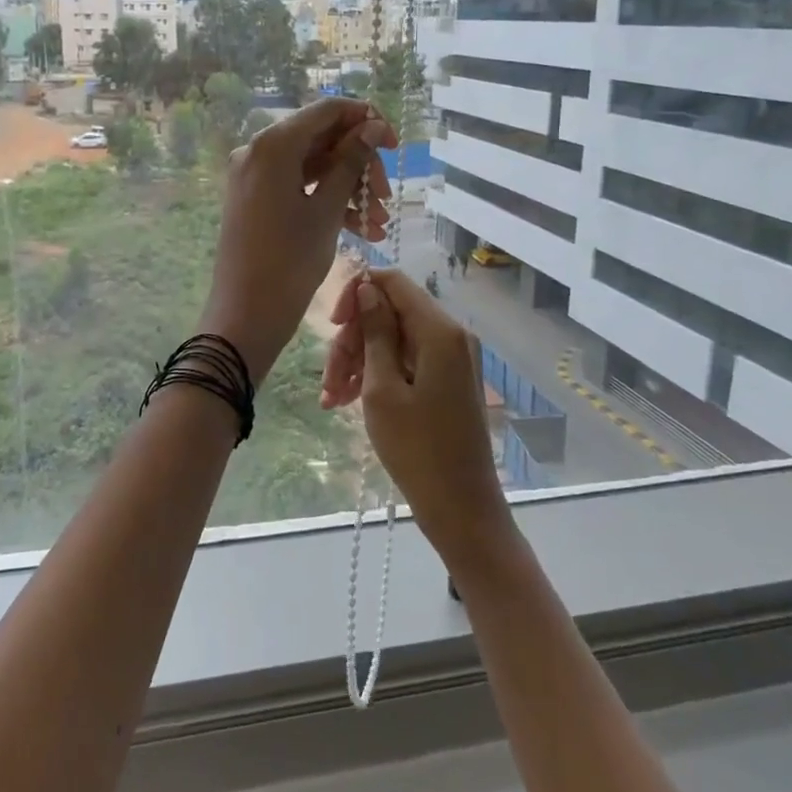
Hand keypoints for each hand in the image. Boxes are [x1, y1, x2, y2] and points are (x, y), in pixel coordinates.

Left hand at [199, 99, 396, 383]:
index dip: (366, 121)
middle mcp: (258, 150)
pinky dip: (327, 201)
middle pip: (321, 140)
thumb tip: (373, 127)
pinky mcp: (255, 199)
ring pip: (312, 167)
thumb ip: (351, 163)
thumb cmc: (289, 261)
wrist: (245, 315)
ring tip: (380, 223)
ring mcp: (254, 176)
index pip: (327, 111)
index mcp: (273, 144)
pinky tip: (361, 230)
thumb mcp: (327, 210)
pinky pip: (297, 187)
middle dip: (360, 165)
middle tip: (387, 197)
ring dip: (349, 189)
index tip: (395, 146)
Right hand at [320, 268, 511, 561]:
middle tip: (329, 378)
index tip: (331, 325)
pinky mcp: (447, 380)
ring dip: (359, 360)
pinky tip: (348, 400)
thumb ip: (375, 332)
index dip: (357, 294)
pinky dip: (377, 374)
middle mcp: (451, 335)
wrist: (462, 510)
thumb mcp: (383, 389)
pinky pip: (406, 360)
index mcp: (440, 331)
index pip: (393, 282)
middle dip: (353, 338)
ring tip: (332, 398)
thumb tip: (367, 287)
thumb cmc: (417, 451)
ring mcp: (451, 358)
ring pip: (393, 338)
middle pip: (390, 312)